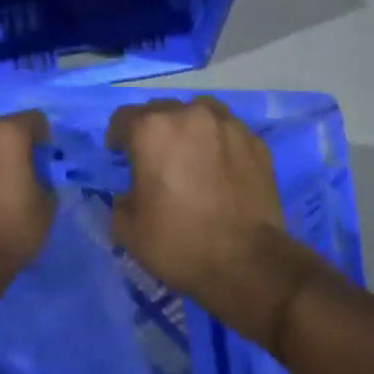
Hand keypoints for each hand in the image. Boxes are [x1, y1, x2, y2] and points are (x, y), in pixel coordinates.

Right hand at [106, 98, 326, 347]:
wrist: (247, 263)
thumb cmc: (178, 243)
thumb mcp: (127, 228)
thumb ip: (121, 196)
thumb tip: (132, 189)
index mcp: (152, 129)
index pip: (123, 118)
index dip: (118, 138)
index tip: (120, 157)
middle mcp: (190, 114)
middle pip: (162, 111)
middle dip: (153, 131)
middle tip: (156, 161)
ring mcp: (228, 124)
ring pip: (199, 113)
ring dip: (189, 129)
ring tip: (192, 156)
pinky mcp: (256, 141)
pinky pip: (228, 132)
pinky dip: (219, 143)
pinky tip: (221, 169)